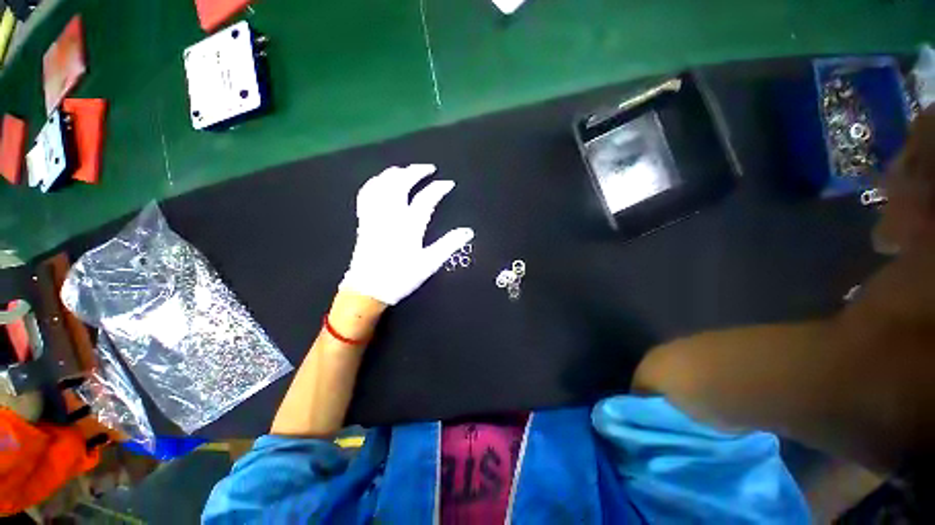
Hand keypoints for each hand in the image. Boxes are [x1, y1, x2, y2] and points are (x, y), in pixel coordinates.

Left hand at [340, 164, 473, 305]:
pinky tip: (379, 181)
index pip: (426, 199)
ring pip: (382, 185)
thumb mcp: (429, 263)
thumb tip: (468, 231)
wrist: (368, 289)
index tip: (448, 184)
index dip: (438, 188)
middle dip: (415, 172)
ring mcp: (375, 216)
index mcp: (409, 226)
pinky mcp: (364, 221)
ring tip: (406, 170)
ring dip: (395, 173)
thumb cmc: (400, 277)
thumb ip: (448, 245)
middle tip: (428, 168)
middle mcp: (391, 216)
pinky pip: (366, 194)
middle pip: (401, 184)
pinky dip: (374, 183)